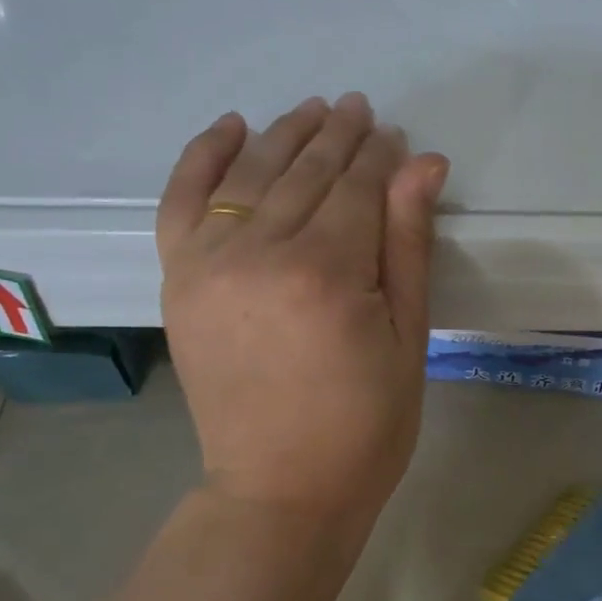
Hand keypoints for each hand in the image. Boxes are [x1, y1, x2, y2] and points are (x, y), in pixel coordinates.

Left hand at [157, 94, 448, 528]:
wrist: (279, 490)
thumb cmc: (364, 426)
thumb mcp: (407, 339)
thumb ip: (408, 245)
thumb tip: (422, 163)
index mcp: (328, 273)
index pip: (357, 188)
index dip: (380, 158)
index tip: (395, 137)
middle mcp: (262, 253)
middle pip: (305, 172)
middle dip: (338, 136)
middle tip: (359, 110)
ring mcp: (209, 263)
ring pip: (250, 174)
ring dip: (284, 135)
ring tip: (313, 112)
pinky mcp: (179, 280)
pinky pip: (183, 200)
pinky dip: (204, 157)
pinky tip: (232, 127)